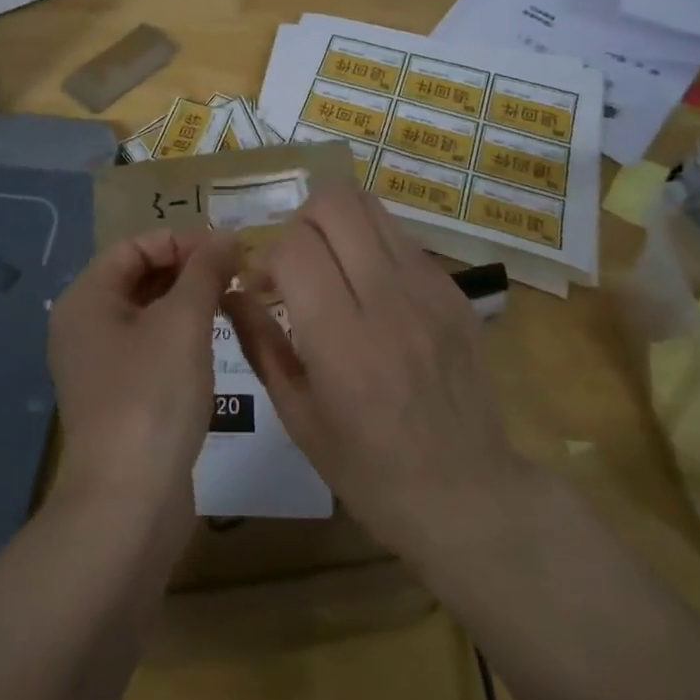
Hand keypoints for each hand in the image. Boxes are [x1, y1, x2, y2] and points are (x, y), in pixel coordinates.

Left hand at [49, 228, 241, 514]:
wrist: (128, 505)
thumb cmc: (152, 396)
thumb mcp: (184, 322)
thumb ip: (205, 271)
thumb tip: (227, 234)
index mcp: (86, 298)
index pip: (135, 246)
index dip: (182, 241)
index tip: (228, 251)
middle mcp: (84, 325)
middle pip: (139, 277)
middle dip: (187, 270)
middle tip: (236, 276)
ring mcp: (98, 365)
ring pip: (147, 314)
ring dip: (187, 303)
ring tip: (231, 304)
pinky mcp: (118, 397)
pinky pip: (149, 348)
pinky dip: (180, 337)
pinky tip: (212, 346)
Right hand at [224, 188, 525, 567]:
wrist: (469, 496)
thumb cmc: (370, 471)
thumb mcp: (298, 418)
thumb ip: (260, 343)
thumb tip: (230, 292)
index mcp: (343, 341)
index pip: (294, 247)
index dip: (265, 256)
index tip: (262, 287)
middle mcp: (388, 300)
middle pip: (334, 203)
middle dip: (299, 221)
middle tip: (294, 263)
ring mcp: (429, 288)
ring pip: (370, 205)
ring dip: (335, 223)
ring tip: (329, 263)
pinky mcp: (453, 289)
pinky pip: (400, 236)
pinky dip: (370, 244)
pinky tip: (368, 286)